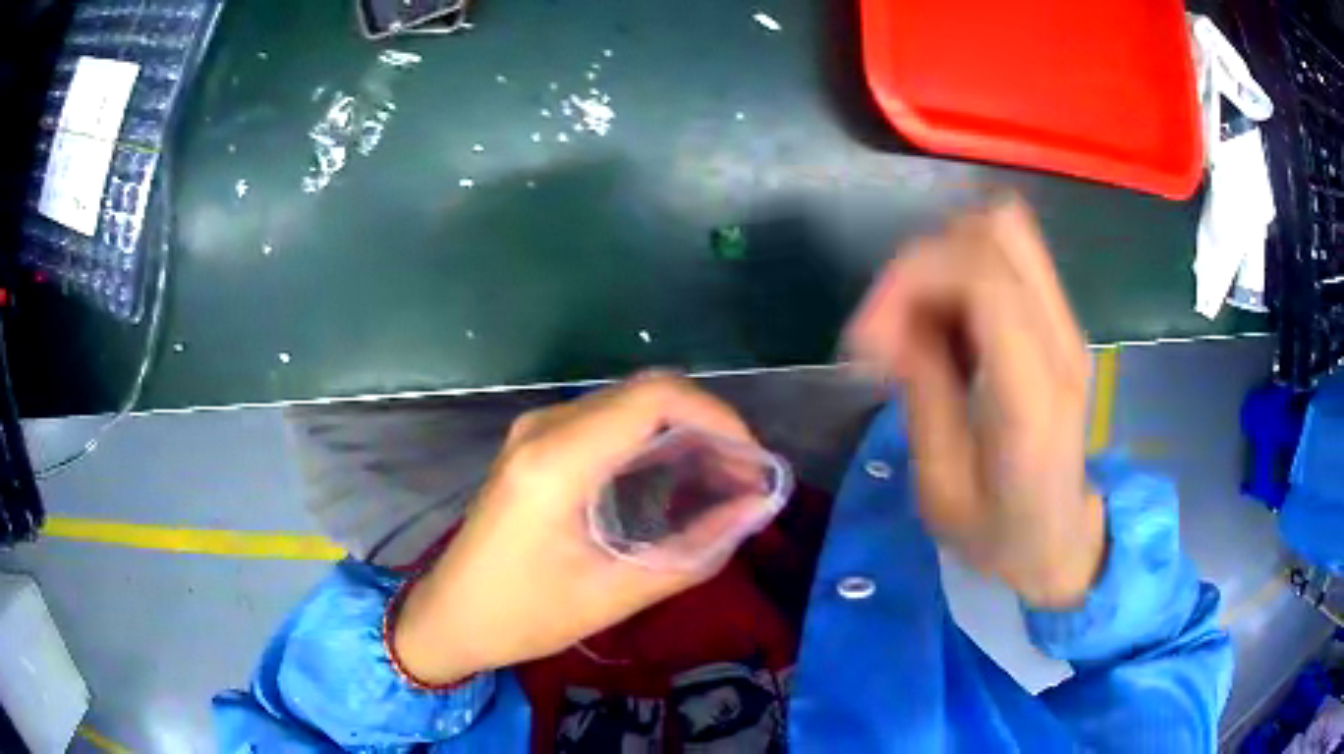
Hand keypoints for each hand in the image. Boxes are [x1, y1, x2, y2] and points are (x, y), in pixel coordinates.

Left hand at [392, 374, 757, 684]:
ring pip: (628, 404)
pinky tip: (673, 480)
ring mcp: (535, 431)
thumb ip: (692, 551)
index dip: (717, 416)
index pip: (654, 398)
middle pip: (645, 394)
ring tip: (720, 481)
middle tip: (743, 479)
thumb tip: (753, 510)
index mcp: (557, 460)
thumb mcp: (613, 594)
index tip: (751, 462)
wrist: (450, 616)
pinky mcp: (534, 444)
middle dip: (706, 427)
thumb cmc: (523, 615)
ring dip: (680, 433)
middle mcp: (544, 428)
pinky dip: (650, 441)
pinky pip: (606, 422)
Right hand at [845, 196, 1105, 608]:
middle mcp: (1061, 341)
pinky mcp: (1058, 319)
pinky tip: (943, 326)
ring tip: (915, 324)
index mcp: (1035, 397)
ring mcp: (1067, 324)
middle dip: (925, 260)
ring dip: (943, 260)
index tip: (867, 340)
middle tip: (891, 325)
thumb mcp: (942, 488)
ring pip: (1002, 229)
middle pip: (997, 229)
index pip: (984, 278)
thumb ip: (924, 392)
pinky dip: (960, 271)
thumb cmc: (998, 533)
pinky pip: (1006, 256)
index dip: (911, 281)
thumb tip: (892, 322)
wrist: (1060, 539)